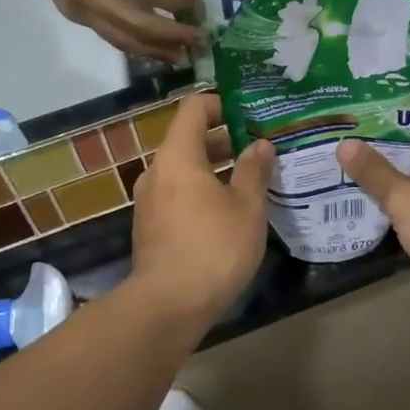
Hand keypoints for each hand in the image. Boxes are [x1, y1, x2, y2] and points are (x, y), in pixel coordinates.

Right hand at [12, 0, 203, 61]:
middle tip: (199, 40)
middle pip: (137, 26)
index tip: (198, 7)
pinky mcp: (74, 17)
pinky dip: (135, 45)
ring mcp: (78, 11)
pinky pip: (110, 36)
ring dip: (155, 51)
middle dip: (172, 36)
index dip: (175, 3)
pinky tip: (155, 48)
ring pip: (123, 40)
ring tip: (182, 56)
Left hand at [130, 93, 274, 322]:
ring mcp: (149, 201)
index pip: (194, 108)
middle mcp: (157, 171)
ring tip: (250, 182)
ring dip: (215, 170)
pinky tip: (228, 213)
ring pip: (184, 170)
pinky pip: (177, 194)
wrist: (167, 305)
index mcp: (178, 156)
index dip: (222, 104)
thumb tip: (260, 145)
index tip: (250, 116)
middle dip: (225, 140)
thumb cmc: (213, 247)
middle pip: (188, 139)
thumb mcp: (246, 207)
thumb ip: (254, 171)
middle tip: (260, 150)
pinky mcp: (150, 226)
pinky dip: (201, 192)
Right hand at [337, 98, 409, 311]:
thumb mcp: (406, 198)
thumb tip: (344, 144)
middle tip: (344, 129)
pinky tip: (369, 191)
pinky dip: (400, 190)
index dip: (391, 101)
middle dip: (383, 134)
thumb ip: (374, 171)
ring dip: (389, 164)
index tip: (358, 101)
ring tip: (348, 157)